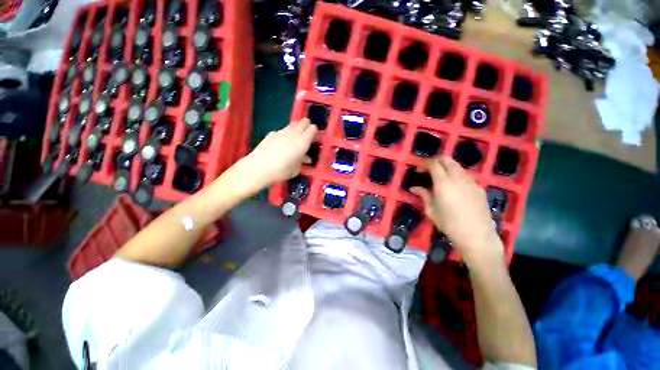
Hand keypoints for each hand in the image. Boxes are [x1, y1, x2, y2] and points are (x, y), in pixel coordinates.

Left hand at [242, 118, 317, 185]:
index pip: (313, 128)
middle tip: (307, 136)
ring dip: (297, 129)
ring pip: (293, 125)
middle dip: (307, 126)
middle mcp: (293, 133)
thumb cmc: (281, 171)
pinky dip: (285, 135)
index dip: (315, 132)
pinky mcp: (271, 133)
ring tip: (295, 140)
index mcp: (302, 142)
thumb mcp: (296, 169)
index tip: (314, 139)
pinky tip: (281, 144)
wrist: (258, 168)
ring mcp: (281, 132)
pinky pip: (282, 131)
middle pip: (304, 122)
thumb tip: (305, 158)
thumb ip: (302, 161)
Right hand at [410, 156, 503, 266]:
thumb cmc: (449, 224)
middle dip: (436, 160)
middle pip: (447, 159)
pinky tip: (454, 187)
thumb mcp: (431, 210)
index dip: (424, 163)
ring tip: (440, 178)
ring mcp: (471, 181)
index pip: (433, 164)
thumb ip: (423, 195)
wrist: (477, 235)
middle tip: (428, 169)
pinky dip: (456, 174)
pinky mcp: (479, 187)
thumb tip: (414, 188)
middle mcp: (458, 177)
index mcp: (443, 183)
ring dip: (447, 167)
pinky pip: (465, 175)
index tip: (419, 170)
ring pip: (457, 166)